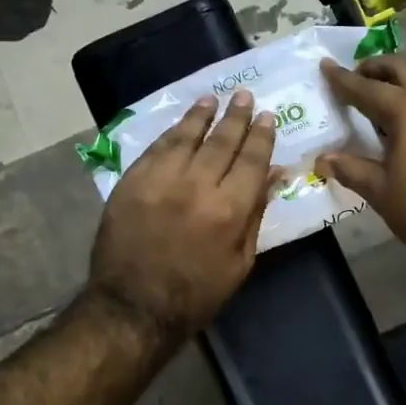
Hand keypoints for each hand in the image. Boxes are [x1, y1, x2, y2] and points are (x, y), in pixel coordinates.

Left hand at [89, 92, 276, 341]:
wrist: (134, 307)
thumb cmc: (197, 294)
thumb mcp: (240, 262)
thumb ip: (256, 213)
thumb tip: (274, 176)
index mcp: (229, 209)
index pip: (251, 160)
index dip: (261, 136)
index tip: (268, 117)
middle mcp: (196, 186)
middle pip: (221, 142)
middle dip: (236, 117)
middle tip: (244, 96)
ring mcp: (160, 181)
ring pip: (185, 137)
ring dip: (201, 116)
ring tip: (212, 99)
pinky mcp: (131, 183)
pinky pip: (155, 149)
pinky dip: (171, 133)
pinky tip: (181, 124)